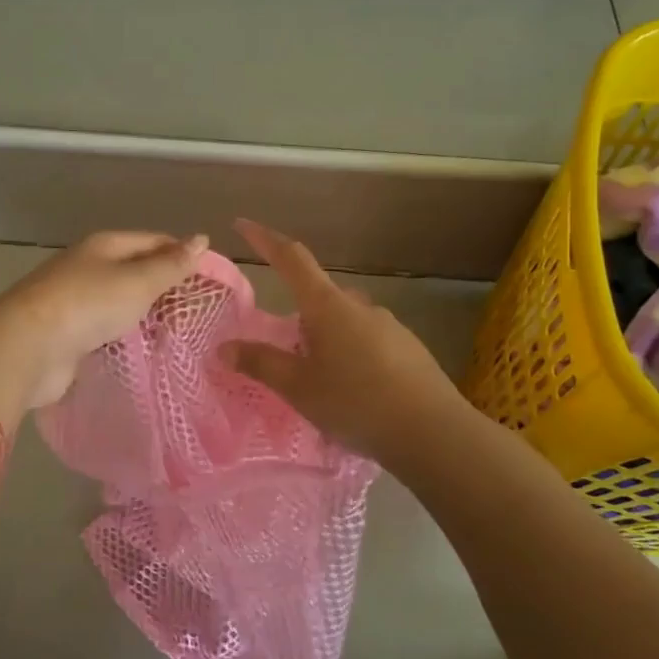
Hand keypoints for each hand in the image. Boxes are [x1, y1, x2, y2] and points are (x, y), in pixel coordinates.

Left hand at [0, 231, 208, 408]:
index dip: (183, 255)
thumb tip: (202, 239)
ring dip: (146, 316)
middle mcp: (88, 267)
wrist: (27, 347)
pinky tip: (144, 351)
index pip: (153, 241)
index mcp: (104, 246)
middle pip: (135, 271)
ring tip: (179, 335)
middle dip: (165, 288)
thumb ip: (171, 265)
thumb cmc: (88, 304)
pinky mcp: (68, 334)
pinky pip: (106, 330)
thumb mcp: (138, 281)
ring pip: (120, 303)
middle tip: (200, 313)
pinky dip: (125, 337)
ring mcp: (75, 301)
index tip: (212, 279)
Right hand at [221, 219, 461, 462]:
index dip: (265, 239)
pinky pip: (367, 342)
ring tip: (317, 381)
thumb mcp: (298, 387)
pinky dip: (350, 356)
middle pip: (318, 296)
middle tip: (282, 352)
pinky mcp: (408, 349)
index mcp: (328, 306)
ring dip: (324, 339)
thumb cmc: (356, 402)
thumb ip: (261, 364)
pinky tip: (351, 392)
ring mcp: (389, 326)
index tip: (243, 225)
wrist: (433, 432)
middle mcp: (359, 306)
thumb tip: (224, 348)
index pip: (291, 259)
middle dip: (297, 317)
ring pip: (344, 322)